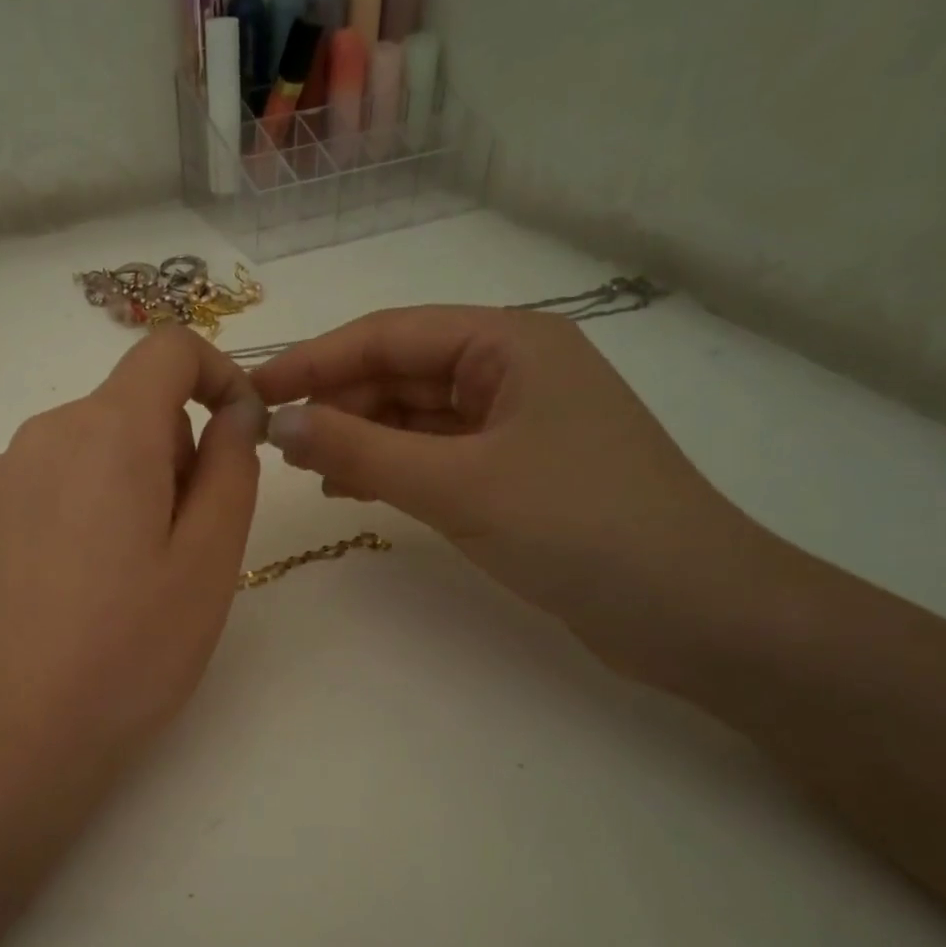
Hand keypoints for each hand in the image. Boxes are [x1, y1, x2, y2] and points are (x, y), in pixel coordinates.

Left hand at [0, 326, 265, 784]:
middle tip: (182, 543)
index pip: (169, 349)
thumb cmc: (130, 649)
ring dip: (123, 483)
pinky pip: (42, 485)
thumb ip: (232, 467)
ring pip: (85, 448)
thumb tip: (234, 411)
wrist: (10, 732)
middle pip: (128, 406)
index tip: (237, 432)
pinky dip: (73, 509)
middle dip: (172, 451)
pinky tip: (69, 588)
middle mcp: (44, 434)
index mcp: (110, 433)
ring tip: (125, 576)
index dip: (215, 373)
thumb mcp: (210, 560)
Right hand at [250, 306, 783, 682]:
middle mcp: (512, 369)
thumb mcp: (456, 483)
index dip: (314, 362)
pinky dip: (391, 466)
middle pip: (400, 372)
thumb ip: (360, 450)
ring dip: (359, 436)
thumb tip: (279, 425)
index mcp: (509, 342)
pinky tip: (351, 487)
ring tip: (304, 468)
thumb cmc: (578, 526)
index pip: (387, 335)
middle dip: (337, 403)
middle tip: (274, 443)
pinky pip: (435, 453)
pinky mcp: (516, 471)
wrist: (692, 611)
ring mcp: (515, 423)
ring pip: (414, 416)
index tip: (253, 392)